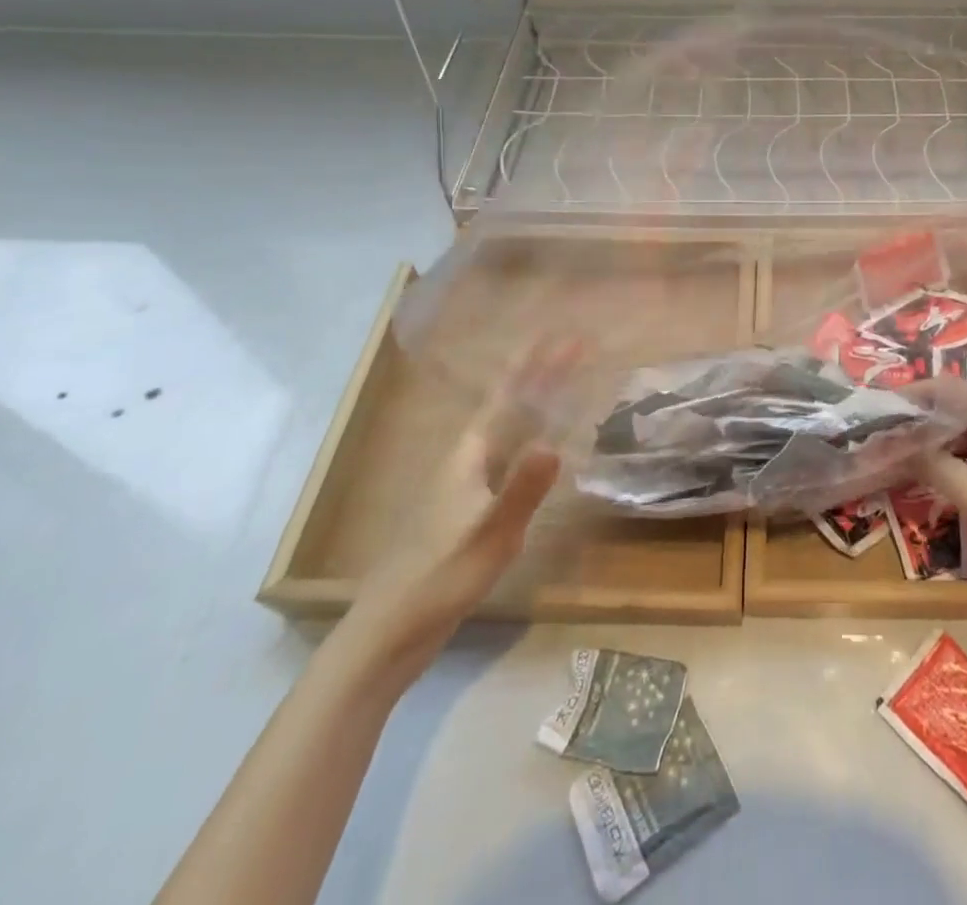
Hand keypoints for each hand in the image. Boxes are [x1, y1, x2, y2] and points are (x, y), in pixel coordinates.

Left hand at [347, 343, 572, 666]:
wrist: (391, 630)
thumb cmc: (440, 576)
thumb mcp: (490, 533)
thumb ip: (522, 490)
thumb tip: (555, 442)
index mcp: (470, 455)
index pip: (509, 395)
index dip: (537, 364)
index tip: (565, 336)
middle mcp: (467, 459)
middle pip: (510, 405)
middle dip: (541, 375)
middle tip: (575, 350)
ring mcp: (466, 484)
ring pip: (509, 429)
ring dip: (536, 402)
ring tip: (564, 384)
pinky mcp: (469, 508)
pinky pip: (509, 455)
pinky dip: (531, 437)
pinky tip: (542, 449)